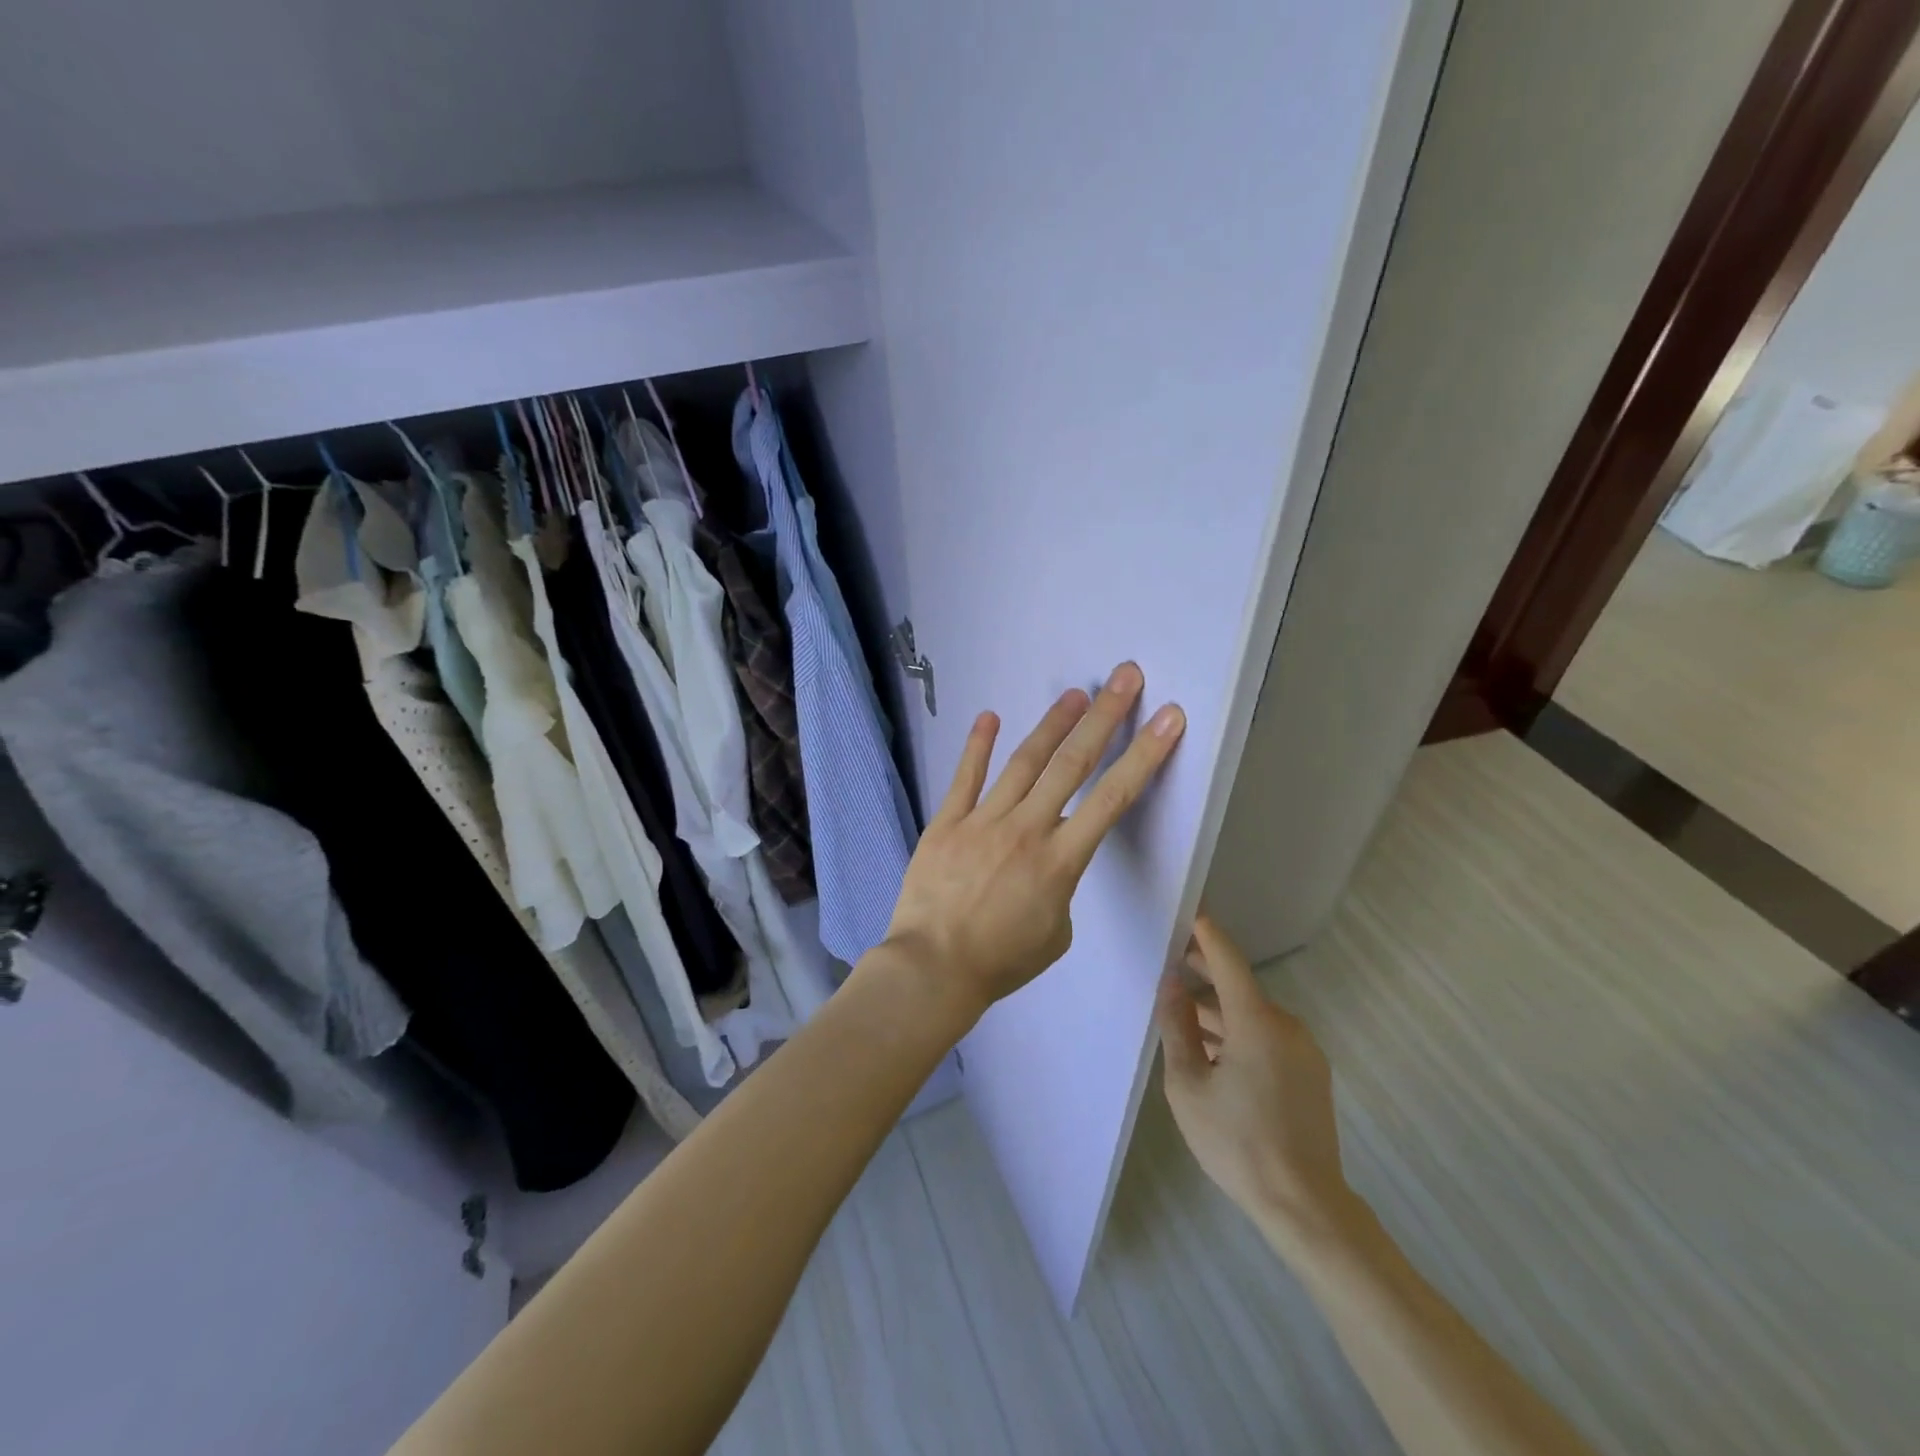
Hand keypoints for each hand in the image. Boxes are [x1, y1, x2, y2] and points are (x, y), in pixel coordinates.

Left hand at [882, 661, 1184, 1022]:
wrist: (932, 969)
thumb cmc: (1000, 962)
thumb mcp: (1054, 934)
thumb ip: (1060, 888)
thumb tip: (1047, 861)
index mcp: (1060, 861)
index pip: (1113, 799)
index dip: (1145, 755)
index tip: (1168, 718)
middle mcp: (1026, 829)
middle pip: (1071, 764)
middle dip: (1103, 717)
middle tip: (1124, 676)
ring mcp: (982, 821)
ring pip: (1023, 762)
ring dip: (1052, 724)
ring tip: (1075, 694)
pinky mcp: (946, 822)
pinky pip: (964, 778)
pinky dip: (977, 746)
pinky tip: (990, 716)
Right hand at [1157, 913, 1354, 1249]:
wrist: (1304, 1205)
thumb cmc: (1236, 1142)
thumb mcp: (1188, 1085)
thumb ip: (1177, 1027)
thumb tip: (1171, 983)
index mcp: (1256, 1022)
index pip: (1228, 960)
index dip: (1206, 933)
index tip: (1186, 912)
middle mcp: (1286, 1025)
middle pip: (1240, 985)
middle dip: (1206, 971)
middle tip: (1171, 962)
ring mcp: (1304, 1049)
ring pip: (1253, 1013)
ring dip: (1220, 1008)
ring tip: (1183, 1011)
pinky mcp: (1311, 1072)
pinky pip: (1269, 1035)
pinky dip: (1240, 1030)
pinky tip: (1214, 1048)